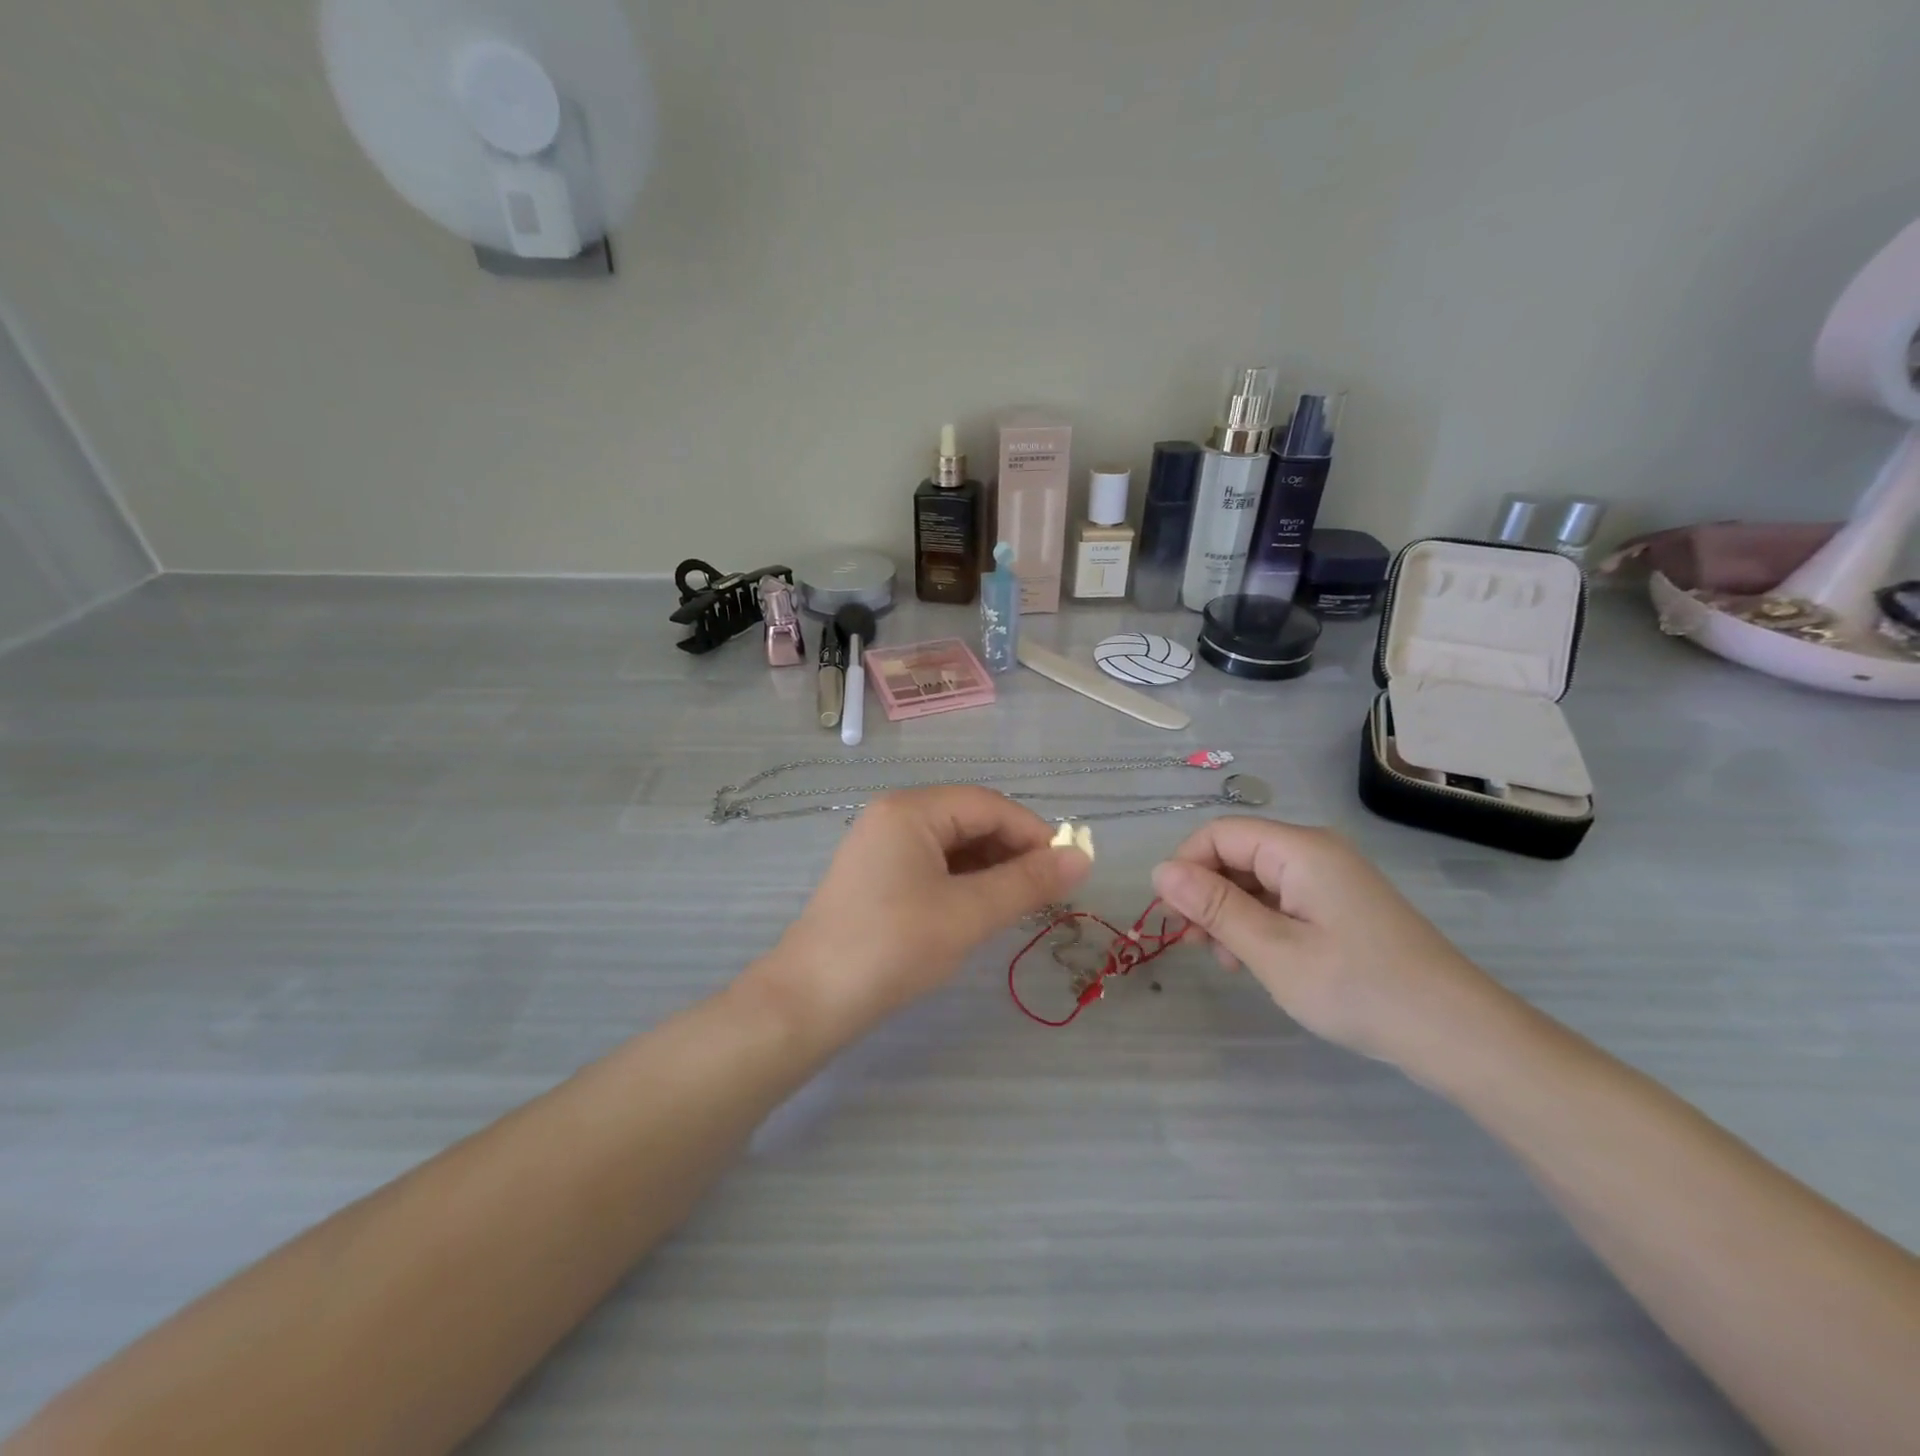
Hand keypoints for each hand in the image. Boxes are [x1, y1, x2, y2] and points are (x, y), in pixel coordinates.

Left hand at [753, 788, 1092, 1046]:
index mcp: (911, 810)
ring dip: (990, 869)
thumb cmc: (893, 947)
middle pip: (969, 820)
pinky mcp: (876, 875)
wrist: (810, 1000)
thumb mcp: (968, 914)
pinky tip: (979, 910)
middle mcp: (894, 815)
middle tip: (1047, 893)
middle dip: (1012, 852)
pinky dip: (963, 882)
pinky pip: (932, 865)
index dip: (1034, 833)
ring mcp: (881, 846)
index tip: (1069, 870)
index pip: (989, 805)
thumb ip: (1027, 883)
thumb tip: (1083, 858)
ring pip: (952, 844)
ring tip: (1018, 905)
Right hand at [1150, 817, 1506, 1074]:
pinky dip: (1258, 924)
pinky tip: (1255, 961)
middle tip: (1193, 946)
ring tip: (1227, 962)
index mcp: (1299, 849)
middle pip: (1236, 854)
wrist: (1458, 1035)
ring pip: (1255, 880)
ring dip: (1229, 914)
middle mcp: (1314, 852)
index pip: (1218, 834)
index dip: (1186, 867)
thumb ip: (1214, 907)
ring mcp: (1331, 880)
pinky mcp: (1340, 906)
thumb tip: (1160, 871)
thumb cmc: (1359, 989)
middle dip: (1205, 894)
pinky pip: (1281, 900)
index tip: (1172, 917)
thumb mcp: (1273, 951)